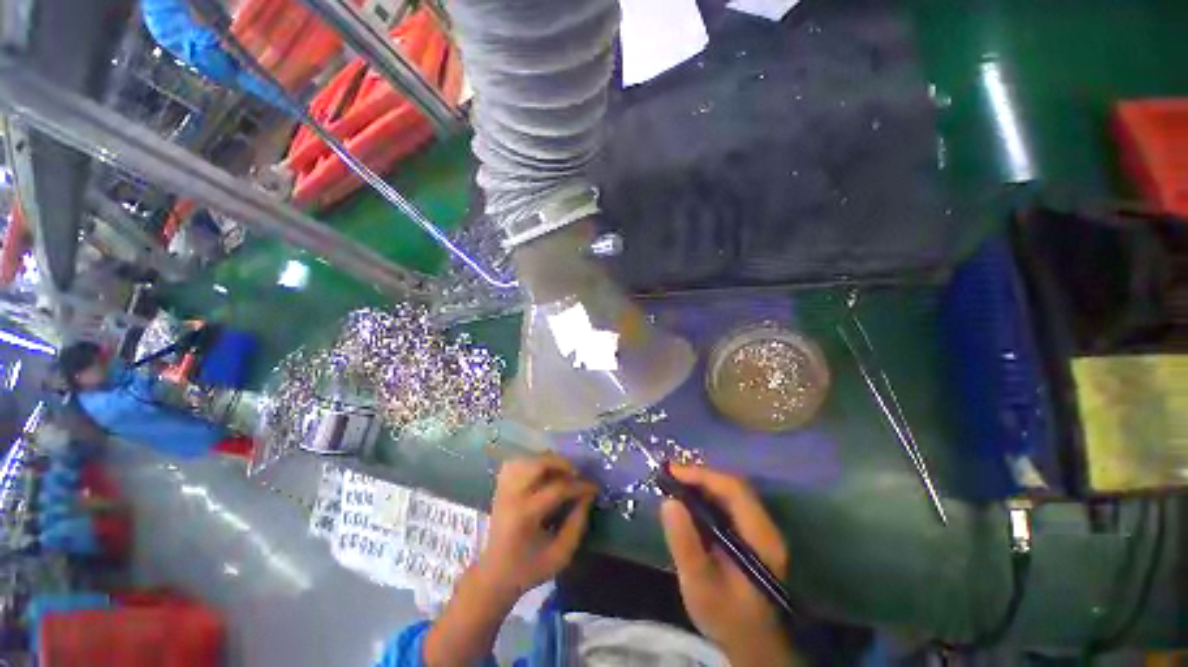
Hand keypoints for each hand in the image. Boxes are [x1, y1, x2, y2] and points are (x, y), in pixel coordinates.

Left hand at [474, 453, 597, 601]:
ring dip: (548, 460)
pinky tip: (543, 471)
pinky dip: (532, 461)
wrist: (494, 575)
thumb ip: (577, 525)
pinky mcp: (500, 487)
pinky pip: (516, 463)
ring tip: (562, 471)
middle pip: (538, 464)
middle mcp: (512, 496)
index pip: (557, 488)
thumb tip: (587, 497)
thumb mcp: (560, 555)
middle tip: (578, 473)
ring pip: (526, 459)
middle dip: (563, 464)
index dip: (579, 485)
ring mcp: (503, 489)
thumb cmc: (529, 569)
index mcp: (525, 516)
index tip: (594, 488)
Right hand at [660, 464, 795, 665]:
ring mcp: (761, 530)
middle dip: (700, 476)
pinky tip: (689, 501)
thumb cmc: (725, 616)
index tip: (672, 472)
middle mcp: (766, 527)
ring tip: (674, 483)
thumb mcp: (699, 585)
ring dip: (702, 484)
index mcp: (760, 538)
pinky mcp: (752, 534)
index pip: (733, 490)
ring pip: (731, 493)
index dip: (702, 476)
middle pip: (733, 487)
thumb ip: (684, 543)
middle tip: (669, 475)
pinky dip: (707, 496)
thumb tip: (669, 501)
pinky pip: (729, 504)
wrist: (751, 643)